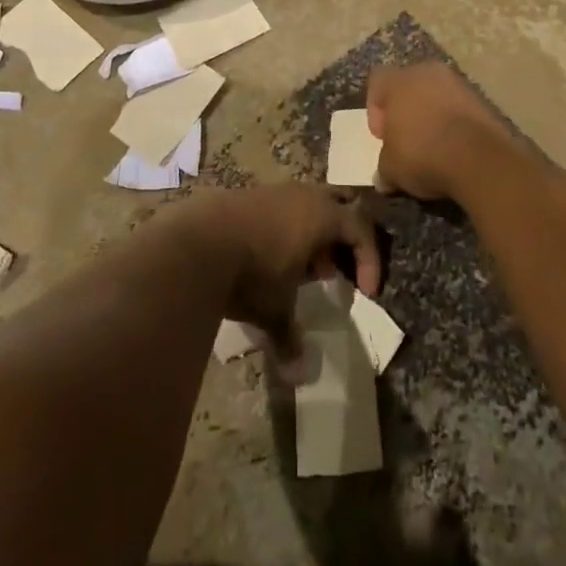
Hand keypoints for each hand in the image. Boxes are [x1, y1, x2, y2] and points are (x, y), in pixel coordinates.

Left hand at [180, 186, 379, 365]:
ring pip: (305, 205)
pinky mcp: (246, 194)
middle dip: (341, 238)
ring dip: (310, 235)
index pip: (361, 228)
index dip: (369, 259)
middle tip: (334, 271)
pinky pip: (279, 208)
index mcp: (321, 215)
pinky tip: (266, 258)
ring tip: (298, 271)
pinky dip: (283, 230)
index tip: (365, 292)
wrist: (196, 242)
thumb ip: (291, 338)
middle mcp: (301, 195)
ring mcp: (272, 191)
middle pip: (337, 206)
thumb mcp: (275, 310)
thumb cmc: (251, 273)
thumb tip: (299, 375)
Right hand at [367, 62, 514, 200]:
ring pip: (437, 94)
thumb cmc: (423, 154)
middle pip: (409, 84)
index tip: (383, 136)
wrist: (479, 159)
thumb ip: (384, 167)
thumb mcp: (391, 169)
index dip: (375, 108)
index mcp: (399, 80)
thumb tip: (383, 177)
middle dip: (405, 109)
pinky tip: (455, 148)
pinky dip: (454, 122)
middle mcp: (428, 72)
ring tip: (433, 146)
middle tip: (405, 139)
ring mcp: (459, 83)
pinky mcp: (483, 99)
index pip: (377, 80)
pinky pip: (459, 107)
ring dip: (432, 115)